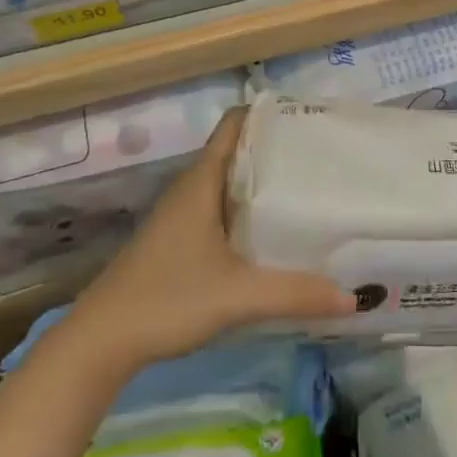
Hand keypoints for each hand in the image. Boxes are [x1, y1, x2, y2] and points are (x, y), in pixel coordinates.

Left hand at [67, 108, 354, 367]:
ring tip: (306, 189)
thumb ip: (295, 294)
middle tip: (321, 156)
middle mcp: (191, 188)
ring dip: (261, 183)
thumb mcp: (238, 296)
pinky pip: (220, 209)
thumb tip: (354, 297)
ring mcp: (181, 215)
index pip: (235, 125)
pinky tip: (270, 233)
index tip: (308, 117)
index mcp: (202, 181)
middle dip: (276, 150)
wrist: (101, 342)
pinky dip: (246, 210)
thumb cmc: (167, 299)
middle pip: (237, 152)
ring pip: (228, 184)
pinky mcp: (178, 241)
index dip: (268, 114)